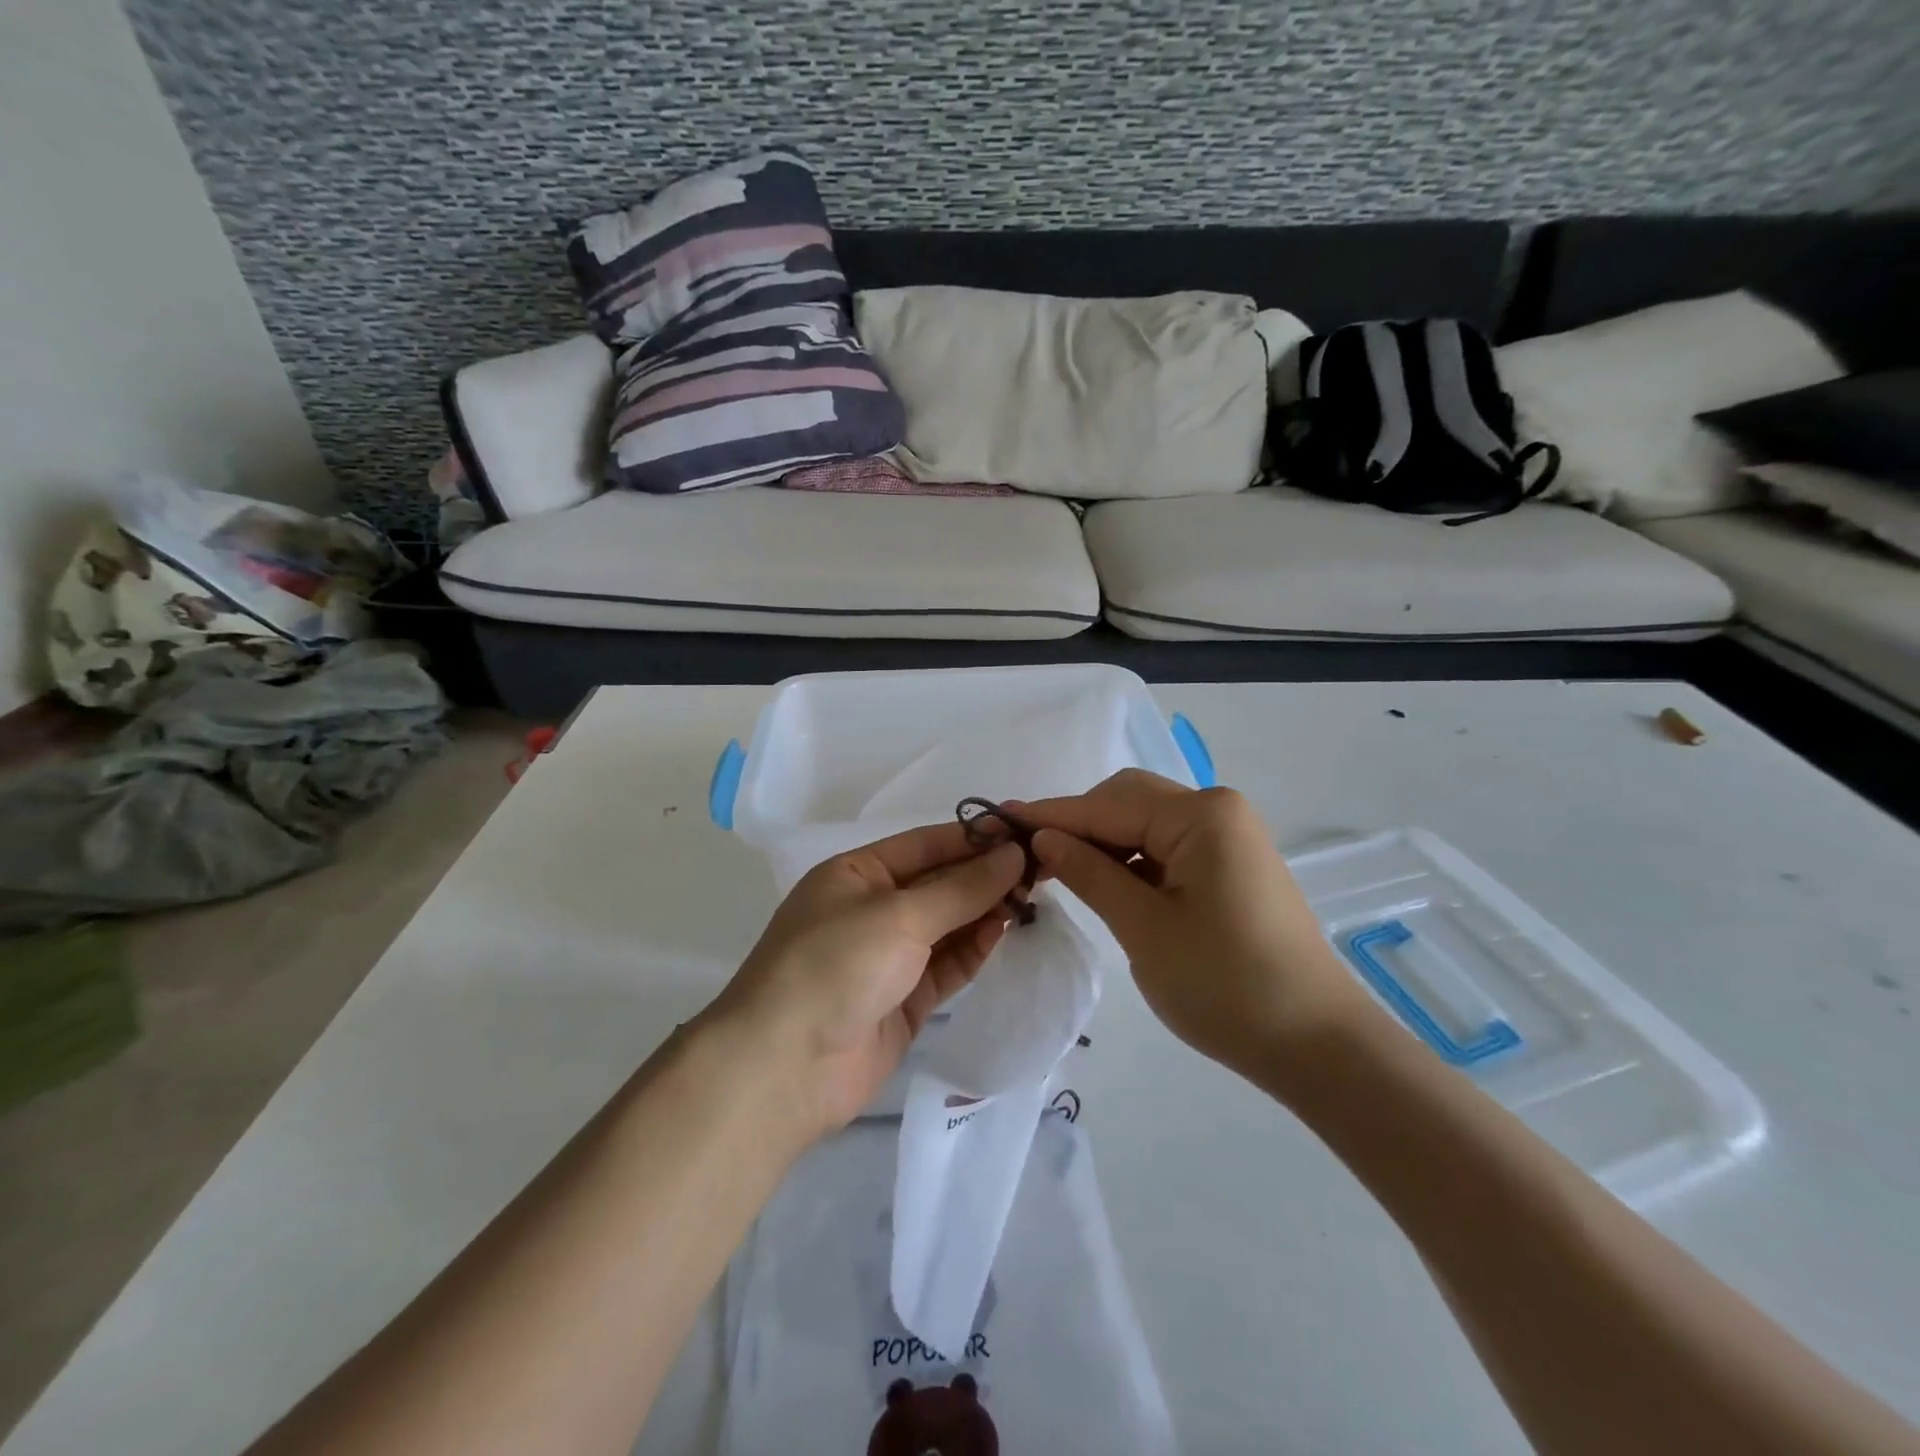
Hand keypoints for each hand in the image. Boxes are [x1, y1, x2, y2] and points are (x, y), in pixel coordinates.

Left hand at [704, 823, 1025, 1142]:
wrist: (785, 1068)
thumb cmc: (836, 965)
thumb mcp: (900, 915)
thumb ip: (962, 888)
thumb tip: (1014, 854)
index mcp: (856, 874)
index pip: (925, 845)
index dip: (973, 838)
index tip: (1023, 832)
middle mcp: (871, 909)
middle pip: (938, 884)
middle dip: (984, 876)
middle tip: (1040, 867)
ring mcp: (887, 957)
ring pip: (947, 925)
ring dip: (985, 911)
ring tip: (1031, 896)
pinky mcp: (903, 1000)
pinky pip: (946, 965)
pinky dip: (974, 948)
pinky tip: (1003, 930)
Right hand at [1018, 770, 1371, 1082]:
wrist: (1317, 1044)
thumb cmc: (1225, 985)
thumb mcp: (1144, 928)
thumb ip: (1090, 874)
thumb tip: (1043, 838)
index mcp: (1201, 815)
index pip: (1106, 806)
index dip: (1050, 816)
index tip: (997, 822)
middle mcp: (1218, 811)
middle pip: (1128, 802)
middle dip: (1078, 826)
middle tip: (1029, 858)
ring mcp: (1228, 838)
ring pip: (1145, 825)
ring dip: (1103, 844)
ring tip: (1058, 873)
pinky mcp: (1231, 865)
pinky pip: (1167, 848)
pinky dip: (1132, 862)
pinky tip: (1106, 886)